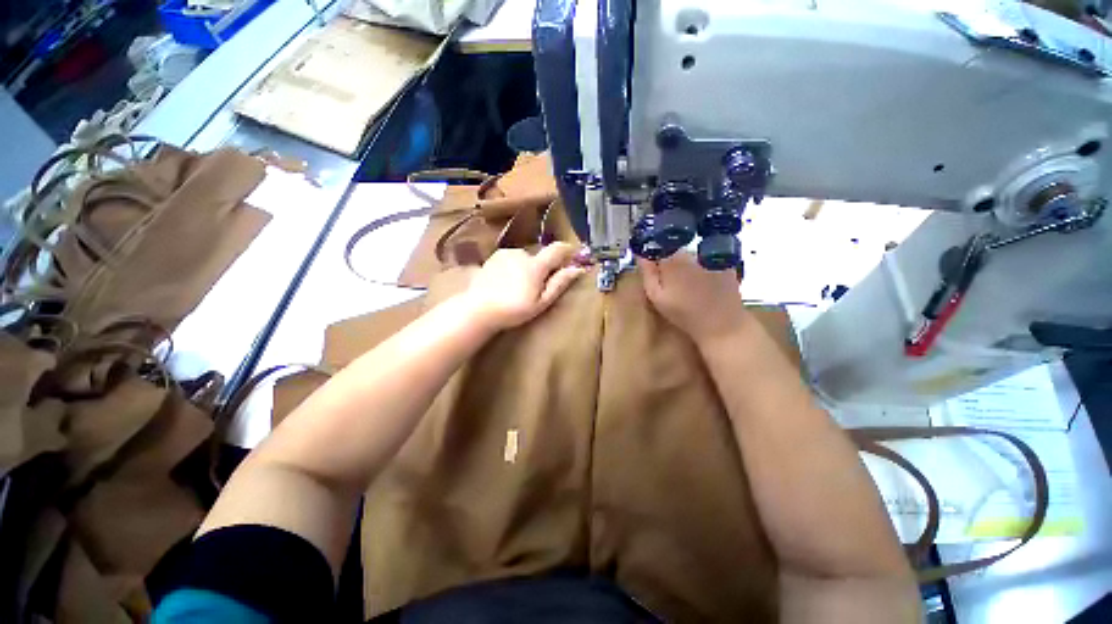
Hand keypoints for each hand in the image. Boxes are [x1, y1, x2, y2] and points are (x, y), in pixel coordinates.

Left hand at [463, 242, 585, 331]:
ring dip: (527, 268)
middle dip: (543, 268)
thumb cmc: (514, 310)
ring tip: (518, 288)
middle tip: (537, 288)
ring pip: (524, 258)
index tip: (572, 257)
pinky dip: (514, 267)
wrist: (478, 309)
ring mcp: (505, 254)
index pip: (557, 249)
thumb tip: (578, 269)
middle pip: (539, 256)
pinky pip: (511, 259)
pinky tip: (506, 283)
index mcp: (535, 265)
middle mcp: (521, 253)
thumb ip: (559, 283)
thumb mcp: (541, 302)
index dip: (567, 250)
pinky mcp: (493, 257)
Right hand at [640, 252, 747, 345]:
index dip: (653, 252)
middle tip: (669, 281)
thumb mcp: (657, 297)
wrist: (722, 324)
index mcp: (672, 259)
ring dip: (686, 265)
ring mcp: (711, 255)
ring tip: (688, 285)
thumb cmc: (684, 314)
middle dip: (669, 261)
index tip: (651, 264)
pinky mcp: (726, 262)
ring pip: (691, 255)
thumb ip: (647, 273)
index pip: (657, 244)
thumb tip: (641, 254)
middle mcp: (692, 252)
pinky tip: (704, 284)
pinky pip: (707, 260)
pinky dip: (703, 268)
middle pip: (675, 249)